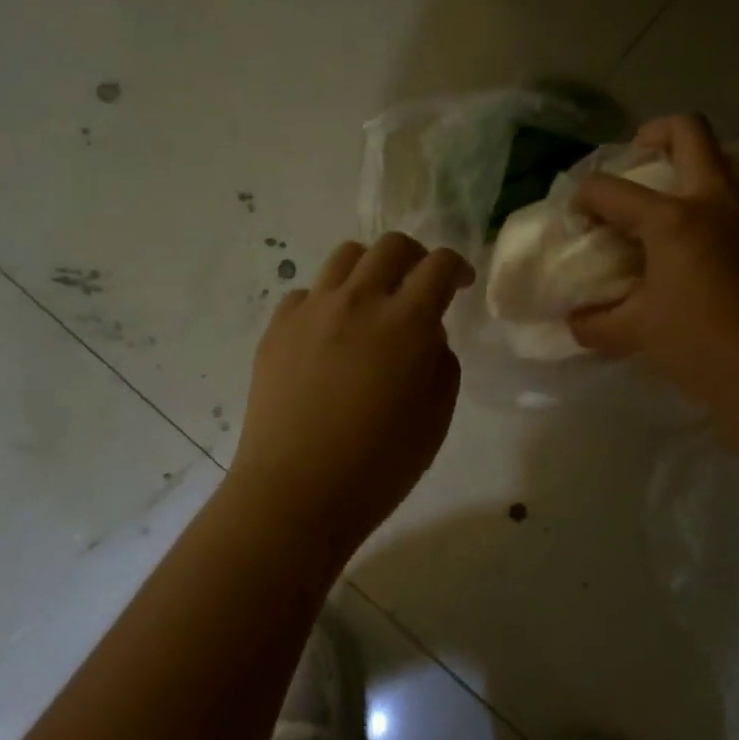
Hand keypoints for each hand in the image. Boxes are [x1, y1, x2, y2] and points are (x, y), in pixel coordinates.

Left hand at [226, 233, 473, 559]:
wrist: (293, 493)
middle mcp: (358, 301)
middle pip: (391, 245)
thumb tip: (428, 335)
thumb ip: (441, 364)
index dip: (457, 266)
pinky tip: (328, 334)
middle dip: (416, 256)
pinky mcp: (277, 327)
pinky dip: (326, 301)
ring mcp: (312, 310)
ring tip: (372, 300)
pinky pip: (306, 293)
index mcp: (406, 323)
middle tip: (419, 284)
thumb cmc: (377, 467)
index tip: (461, 283)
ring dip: (370, 268)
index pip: (440, 266)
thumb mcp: (435, 420)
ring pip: (345, 256)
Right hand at [569, 115, 738, 413]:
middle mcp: (713, 200)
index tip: (577, 218)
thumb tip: (574, 317)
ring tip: (685, 178)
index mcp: (672, 220)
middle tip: (638, 158)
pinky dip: (728, 187)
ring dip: (709, 152)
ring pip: (738, 148)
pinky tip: (708, 224)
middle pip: (688, 131)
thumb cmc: (701, 348)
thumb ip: (593, 322)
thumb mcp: (634, 334)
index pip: (609, 190)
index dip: (583, 198)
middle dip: (653, 133)